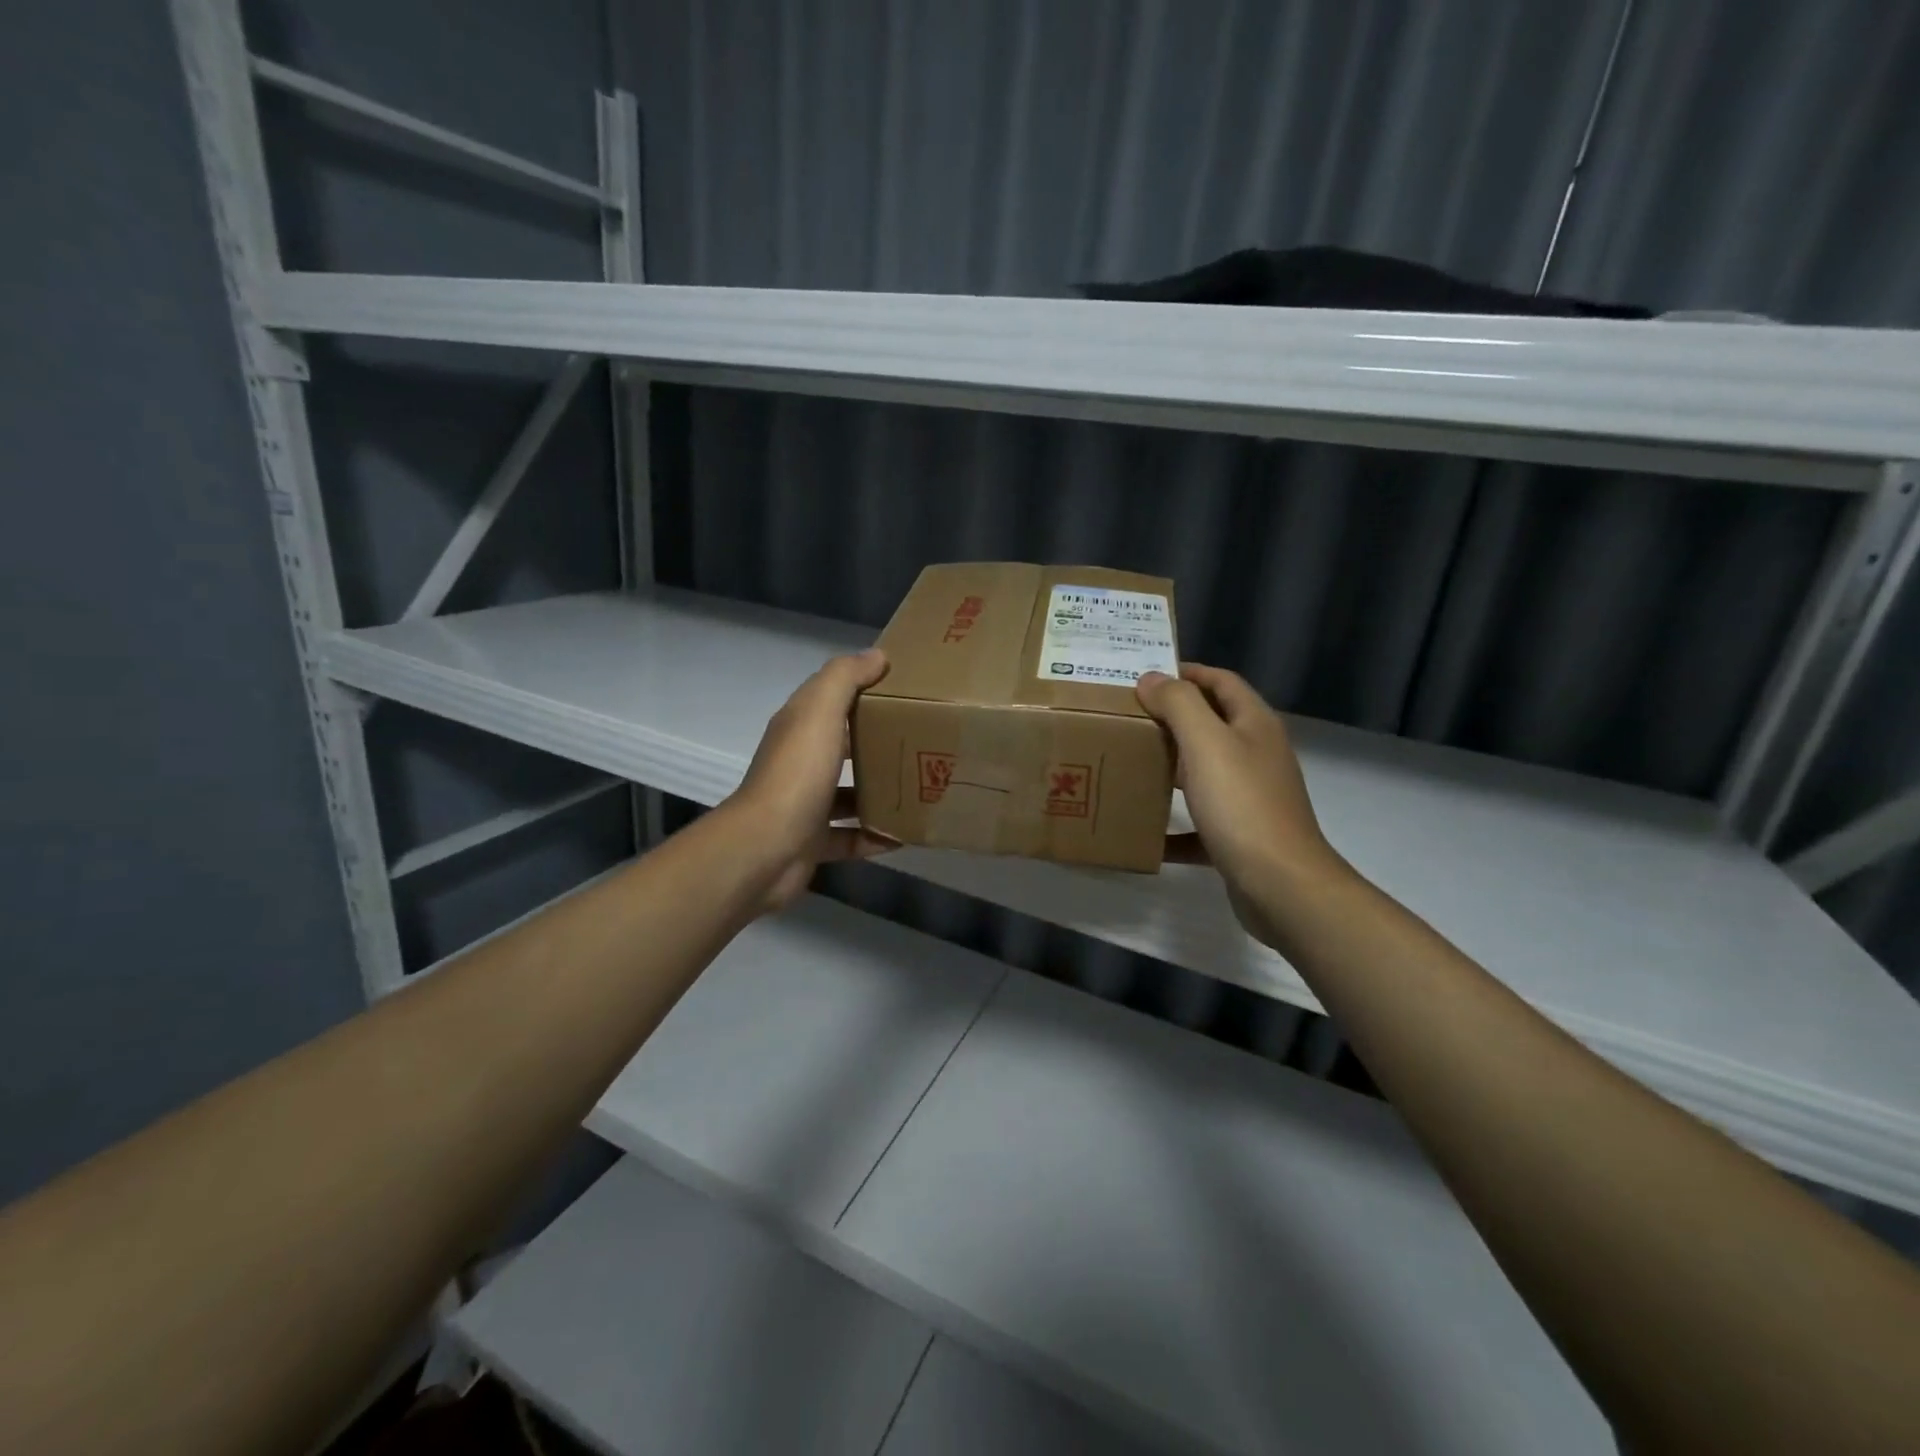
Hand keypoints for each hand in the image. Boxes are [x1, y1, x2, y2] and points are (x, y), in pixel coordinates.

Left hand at [724, 648, 896, 912]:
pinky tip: (903, 835)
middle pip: (844, 745)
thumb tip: (876, 655)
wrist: (765, 849)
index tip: (907, 688)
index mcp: (799, 727)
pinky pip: (851, 836)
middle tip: (923, 739)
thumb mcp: (819, 712)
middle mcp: (800, 762)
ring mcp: (805, 804)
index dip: (864, 688)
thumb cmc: (797, 774)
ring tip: (920, 787)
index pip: (832, 698)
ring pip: (849, 792)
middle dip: (879, 742)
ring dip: (880, 791)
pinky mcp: (813, 841)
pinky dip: (875, 836)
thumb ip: (844, 678)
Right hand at [1136, 664, 1347, 948]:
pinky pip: (1199, 824)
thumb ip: (1179, 705)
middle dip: (1170, 719)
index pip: (1221, 681)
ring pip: (1204, 773)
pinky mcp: (1240, 837)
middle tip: (1126, 718)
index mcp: (1254, 725)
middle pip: (1211, 725)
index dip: (1186, 672)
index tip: (1142, 677)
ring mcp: (1250, 798)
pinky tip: (1144, 832)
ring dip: (1169, 767)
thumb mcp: (1207, 743)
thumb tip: (1152, 679)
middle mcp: (1256, 756)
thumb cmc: (1242, 805)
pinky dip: (1173, 825)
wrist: (1282, 885)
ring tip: (1127, 765)